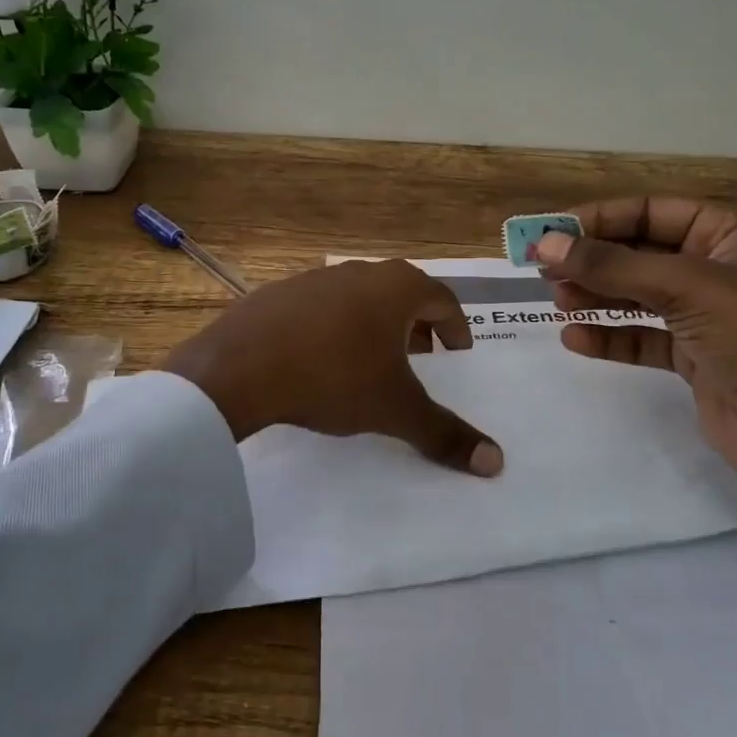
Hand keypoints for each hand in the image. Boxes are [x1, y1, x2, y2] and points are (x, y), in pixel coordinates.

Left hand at [162, 259, 503, 476]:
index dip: (456, 330)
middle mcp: (359, 272)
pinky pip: (321, 308)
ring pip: (359, 299)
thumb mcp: (394, 409)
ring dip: (374, 327)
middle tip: (421, 360)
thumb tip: (496, 463)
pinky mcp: (278, 293)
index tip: (457, 355)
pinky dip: (333, 328)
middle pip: (402, 295)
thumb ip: (444, 433)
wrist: (240, 368)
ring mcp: (314, 279)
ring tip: (371, 362)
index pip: (443, 300)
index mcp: (396, 288)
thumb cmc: (334, 378)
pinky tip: (320, 360)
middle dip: (416, 327)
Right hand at [535, 196, 736, 592]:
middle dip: (592, 260)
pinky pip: (642, 338)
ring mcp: (706, 316)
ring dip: (596, 296)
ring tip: (555, 301)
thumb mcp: (689, 289)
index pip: (651, 212)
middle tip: (541, 270)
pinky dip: (610, 337)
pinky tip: (576, 339)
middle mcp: (717, 268)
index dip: (598, 220)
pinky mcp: (695, 359)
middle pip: (640, 253)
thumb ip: (613, 267)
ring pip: (637, 296)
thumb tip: (544, 245)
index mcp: (730, 233)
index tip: (547, 234)